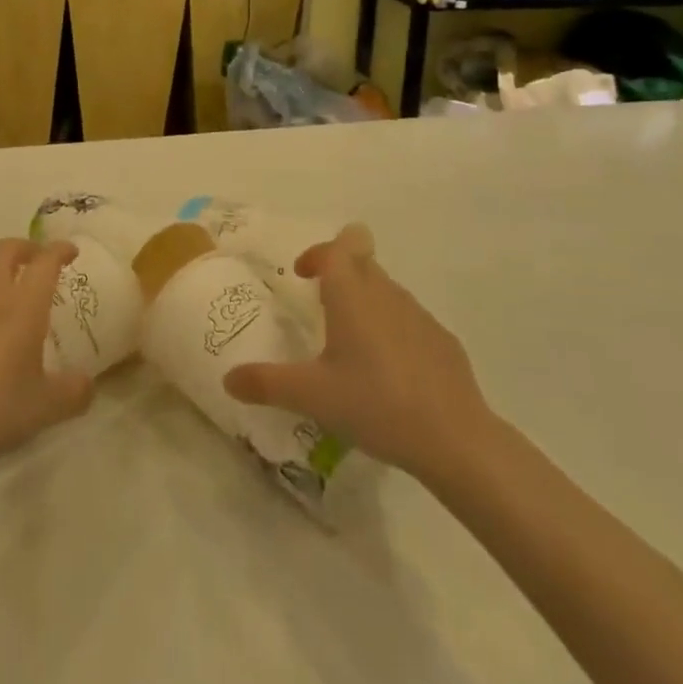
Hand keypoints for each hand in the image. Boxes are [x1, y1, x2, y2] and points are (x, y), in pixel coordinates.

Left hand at [0, 238, 94, 483]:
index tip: (71, 252)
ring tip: (4, 284)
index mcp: (23, 305)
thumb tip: (88, 385)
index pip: (45, 261)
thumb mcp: (46, 408)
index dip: (60, 250)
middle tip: (37, 261)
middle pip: (6, 249)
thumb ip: (75, 392)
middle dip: (25, 248)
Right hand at [222, 227, 489, 483]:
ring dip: (366, 302)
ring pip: (386, 290)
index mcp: (352, 295)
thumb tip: (228, 379)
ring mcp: (419, 315)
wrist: (454, 438)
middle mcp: (385, 293)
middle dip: (341, 272)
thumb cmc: (375, 403)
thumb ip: (267, 383)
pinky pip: (409, 321)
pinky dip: (393, 332)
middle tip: (323, 307)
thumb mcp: (312, 396)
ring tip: (352, 347)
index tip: (304, 276)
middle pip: (363, 260)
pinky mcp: (442, 340)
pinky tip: (389, 374)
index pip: (338, 246)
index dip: (319, 252)